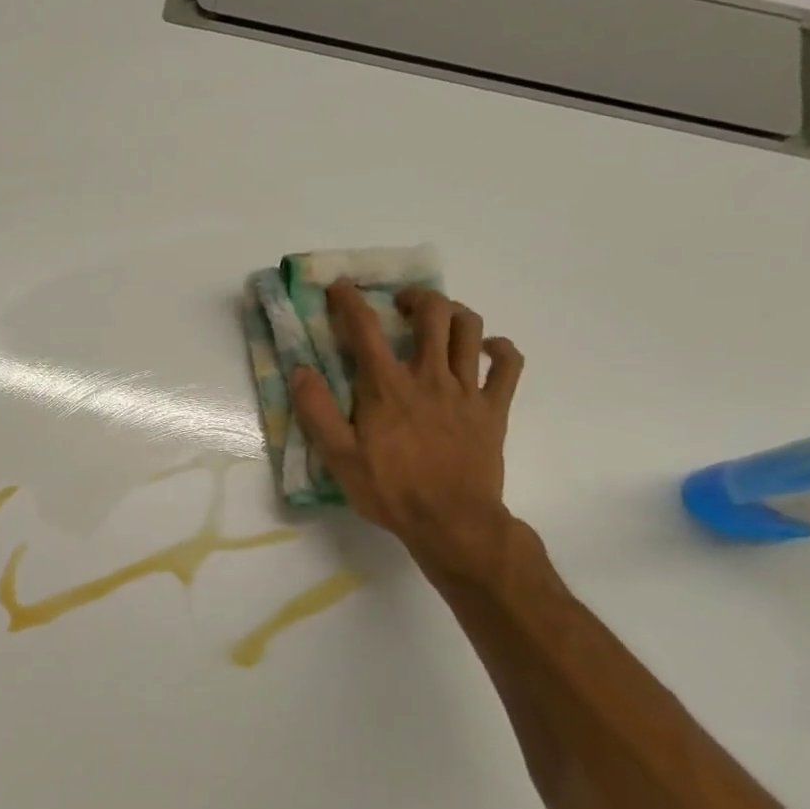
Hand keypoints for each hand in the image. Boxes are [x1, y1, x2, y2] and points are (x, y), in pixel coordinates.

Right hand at [291, 282, 523, 580]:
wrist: (451, 521)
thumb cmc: (390, 491)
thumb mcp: (339, 457)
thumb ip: (317, 411)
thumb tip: (300, 371)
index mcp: (387, 387)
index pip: (365, 329)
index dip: (350, 301)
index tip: (340, 287)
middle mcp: (429, 376)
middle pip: (431, 313)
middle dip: (414, 297)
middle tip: (398, 306)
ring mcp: (467, 390)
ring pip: (470, 329)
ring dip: (454, 313)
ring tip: (439, 319)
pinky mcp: (494, 408)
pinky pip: (509, 365)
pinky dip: (500, 349)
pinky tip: (487, 349)